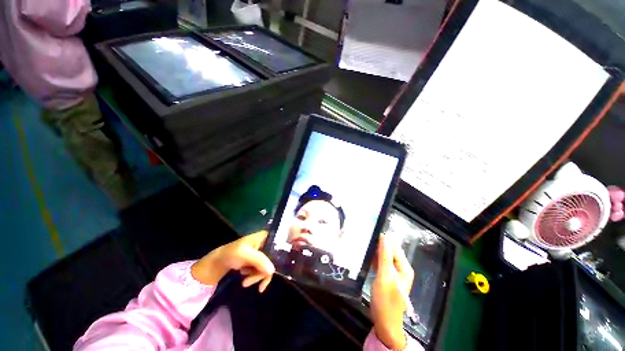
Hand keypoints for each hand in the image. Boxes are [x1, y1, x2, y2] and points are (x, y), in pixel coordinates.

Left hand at [191, 231, 274, 291]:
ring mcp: (264, 252)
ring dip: (256, 277)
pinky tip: (246, 280)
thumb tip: (273, 270)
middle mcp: (267, 243)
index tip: (270, 272)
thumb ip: (259, 261)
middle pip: (273, 259)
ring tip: (244, 282)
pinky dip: (256, 277)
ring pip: (268, 267)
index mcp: (266, 236)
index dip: (279, 259)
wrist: (219, 261)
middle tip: (247, 282)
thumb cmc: (232, 253)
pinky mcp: (260, 260)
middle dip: (261, 273)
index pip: (279, 246)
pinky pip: (264, 270)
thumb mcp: (245, 255)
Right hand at [370, 234, 414, 349]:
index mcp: (404, 267)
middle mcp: (400, 267)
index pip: (393, 246)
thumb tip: (384, 235)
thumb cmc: (385, 300)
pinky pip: (380, 262)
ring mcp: (393, 272)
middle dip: (378, 245)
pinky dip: (374, 259)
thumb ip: (384, 255)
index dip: (382, 240)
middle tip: (364, 240)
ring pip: (383, 256)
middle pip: (388, 250)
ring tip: (363, 246)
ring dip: (375, 251)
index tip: (369, 233)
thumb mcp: (384, 276)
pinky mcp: (386, 276)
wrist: (384, 323)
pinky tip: (365, 256)